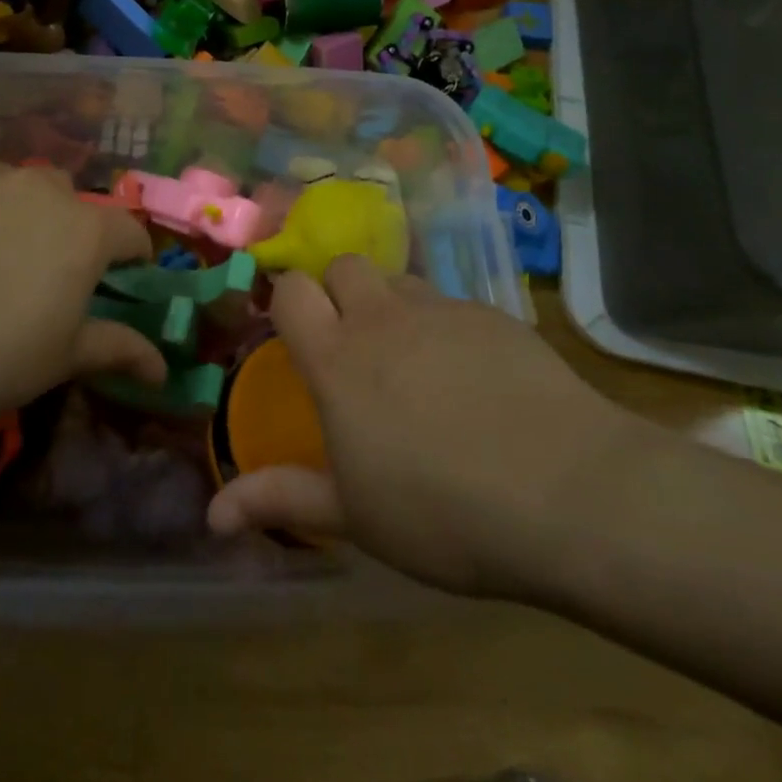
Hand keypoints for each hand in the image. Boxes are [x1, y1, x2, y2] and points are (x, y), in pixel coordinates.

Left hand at [0, 164, 163, 462]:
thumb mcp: (63, 359)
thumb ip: (119, 349)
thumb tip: (162, 368)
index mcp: (85, 229)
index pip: (130, 230)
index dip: (132, 256)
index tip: (123, 278)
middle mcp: (40, 188)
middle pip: (71, 201)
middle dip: (71, 228)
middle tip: (47, 272)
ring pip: (17, 188)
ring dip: (19, 214)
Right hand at [206, 256, 649, 600]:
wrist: (570, 492)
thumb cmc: (442, 512)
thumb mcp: (354, 516)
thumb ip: (280, 500)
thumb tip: (211, 515)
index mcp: (337, 358)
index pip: (291, 289)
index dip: (287, 298)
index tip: (293, 329)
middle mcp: (382, 318)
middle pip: (344, 265)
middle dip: (338, 289)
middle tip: (351, 341)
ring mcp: (442, 311)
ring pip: (400, 280)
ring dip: (391, 303)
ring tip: (410, 356)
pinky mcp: (494, 316)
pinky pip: (452, 304)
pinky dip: (445, 326)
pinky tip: (473, 376)